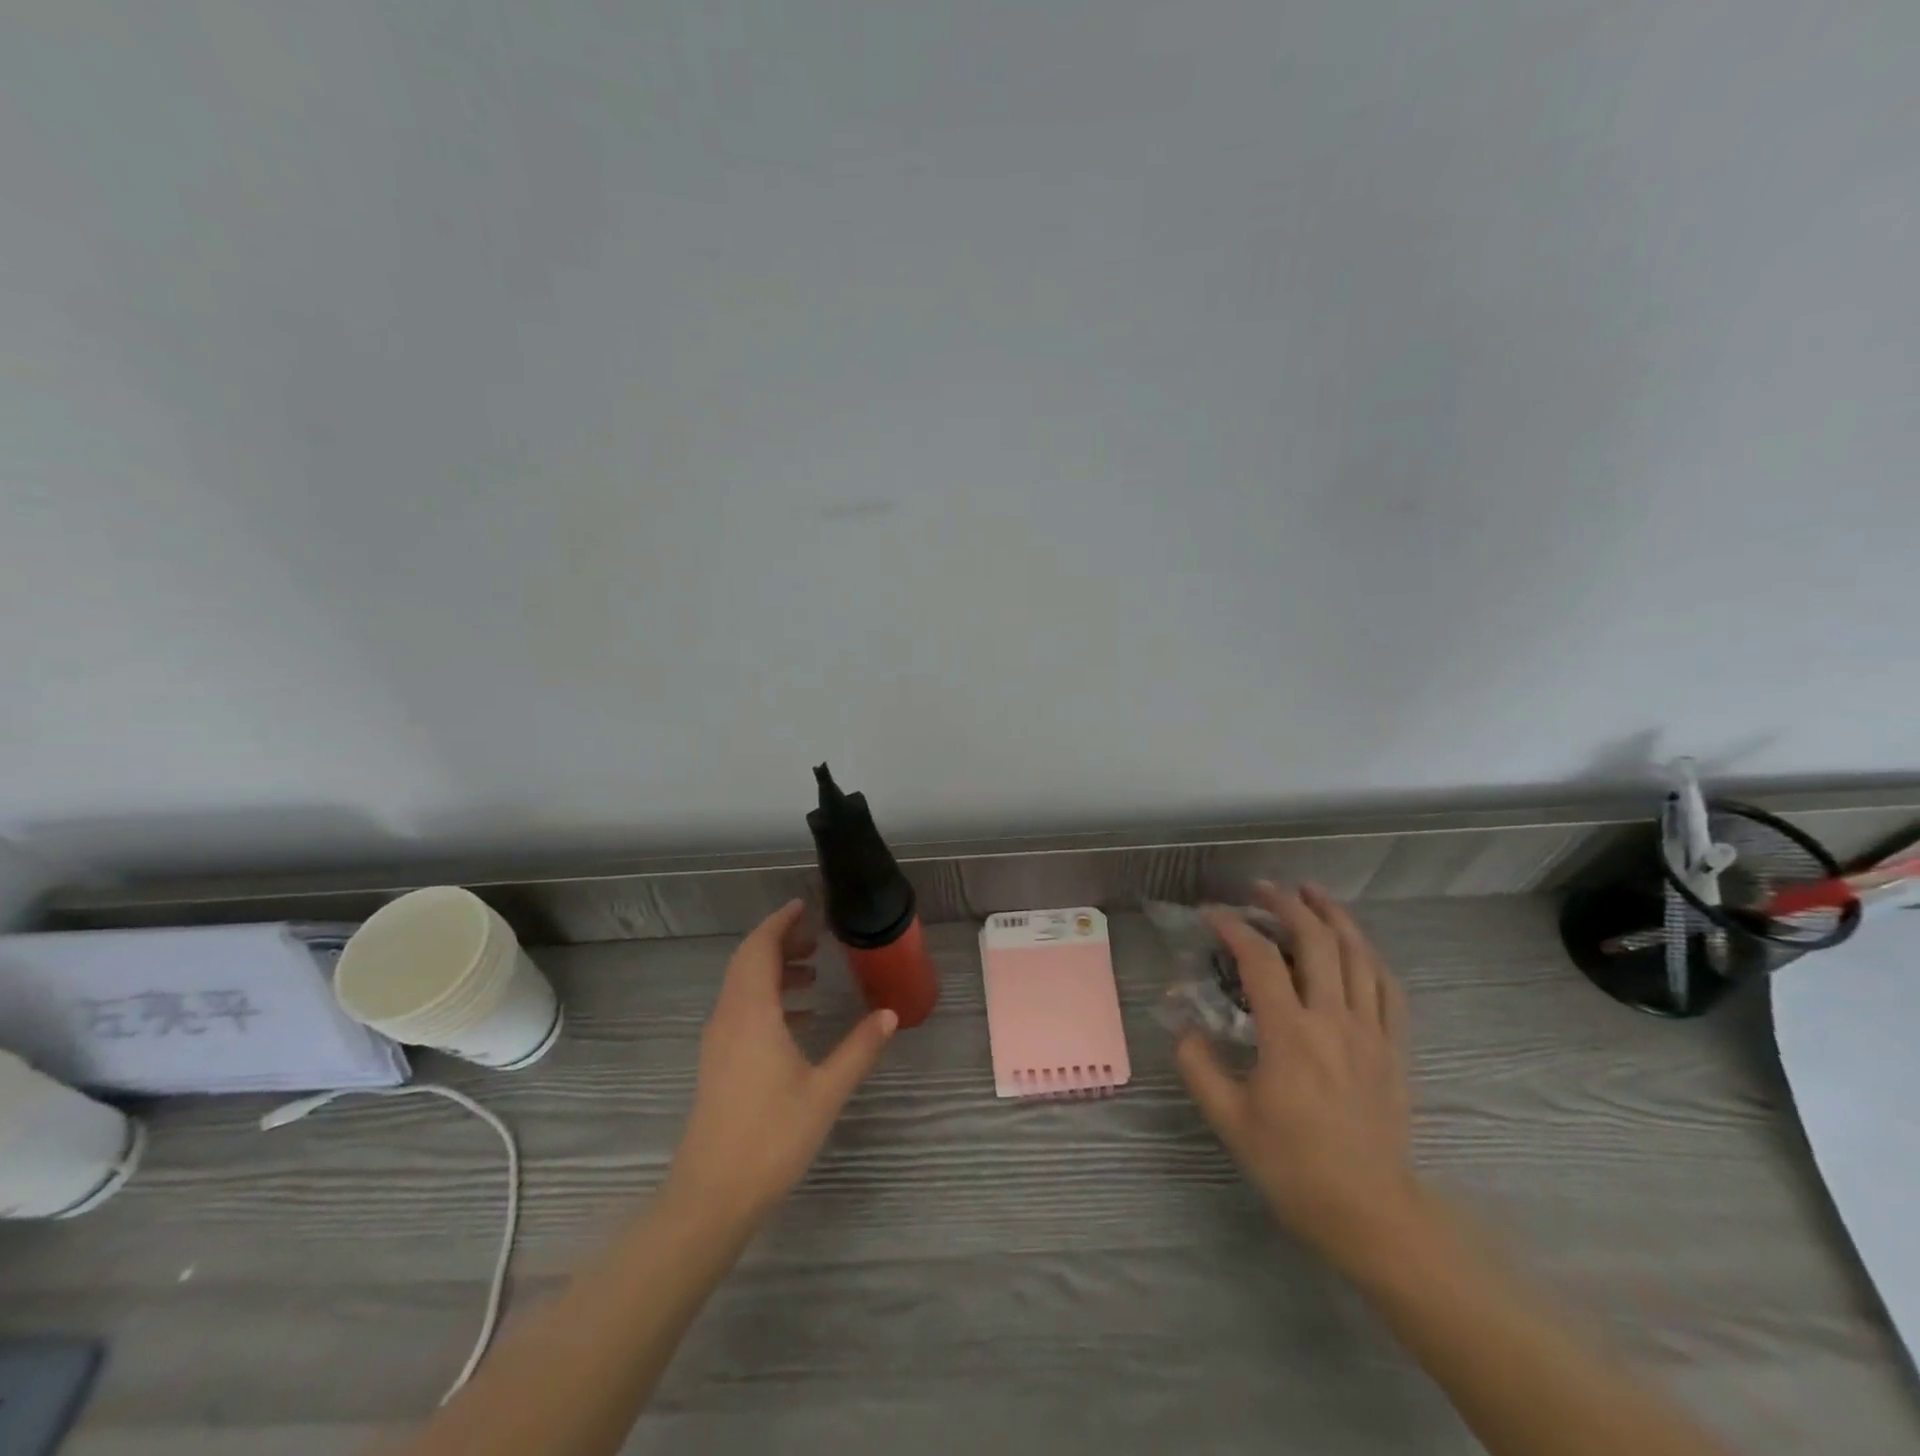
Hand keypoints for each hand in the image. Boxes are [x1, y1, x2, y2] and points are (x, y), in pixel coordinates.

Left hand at [667, 900, 897, 1224]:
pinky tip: (800, 1019)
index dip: (780, 922)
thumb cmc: (771, 1137)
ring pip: (743, 987)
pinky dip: (769, 1000)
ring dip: (774, 971)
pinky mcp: (718, 1063)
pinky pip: (742, 1011)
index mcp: (751, 1013)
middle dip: (780, 942)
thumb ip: (859, 1048)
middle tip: (817, 937)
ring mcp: (719, 1041)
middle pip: (748, 962)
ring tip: (813, 974)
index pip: (759, 948)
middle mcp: (729, 1017)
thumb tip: (890, 1014)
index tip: (805, 907)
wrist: (712, 1196)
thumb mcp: (825, 1091)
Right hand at [1176, 882, 1421, 1274]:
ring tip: (1313, 893)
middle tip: (1264, 887)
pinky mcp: (1394, 1048)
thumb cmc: (1295, 1167)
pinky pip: (1389, 988)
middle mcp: (1334, 1021)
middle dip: (1288, 905)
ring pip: (1359, 955)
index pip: (1260, 961)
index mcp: (1290, 1035)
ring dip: (1335, 916)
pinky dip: (1370, 956)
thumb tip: (1183, 1024)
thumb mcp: (1230, 1120)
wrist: (1372, 1213)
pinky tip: (1357, 946)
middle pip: (1317, 942)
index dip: (1234, 927)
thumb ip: (1198, 1066)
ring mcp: (1371, 1032)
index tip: (1210, 914)